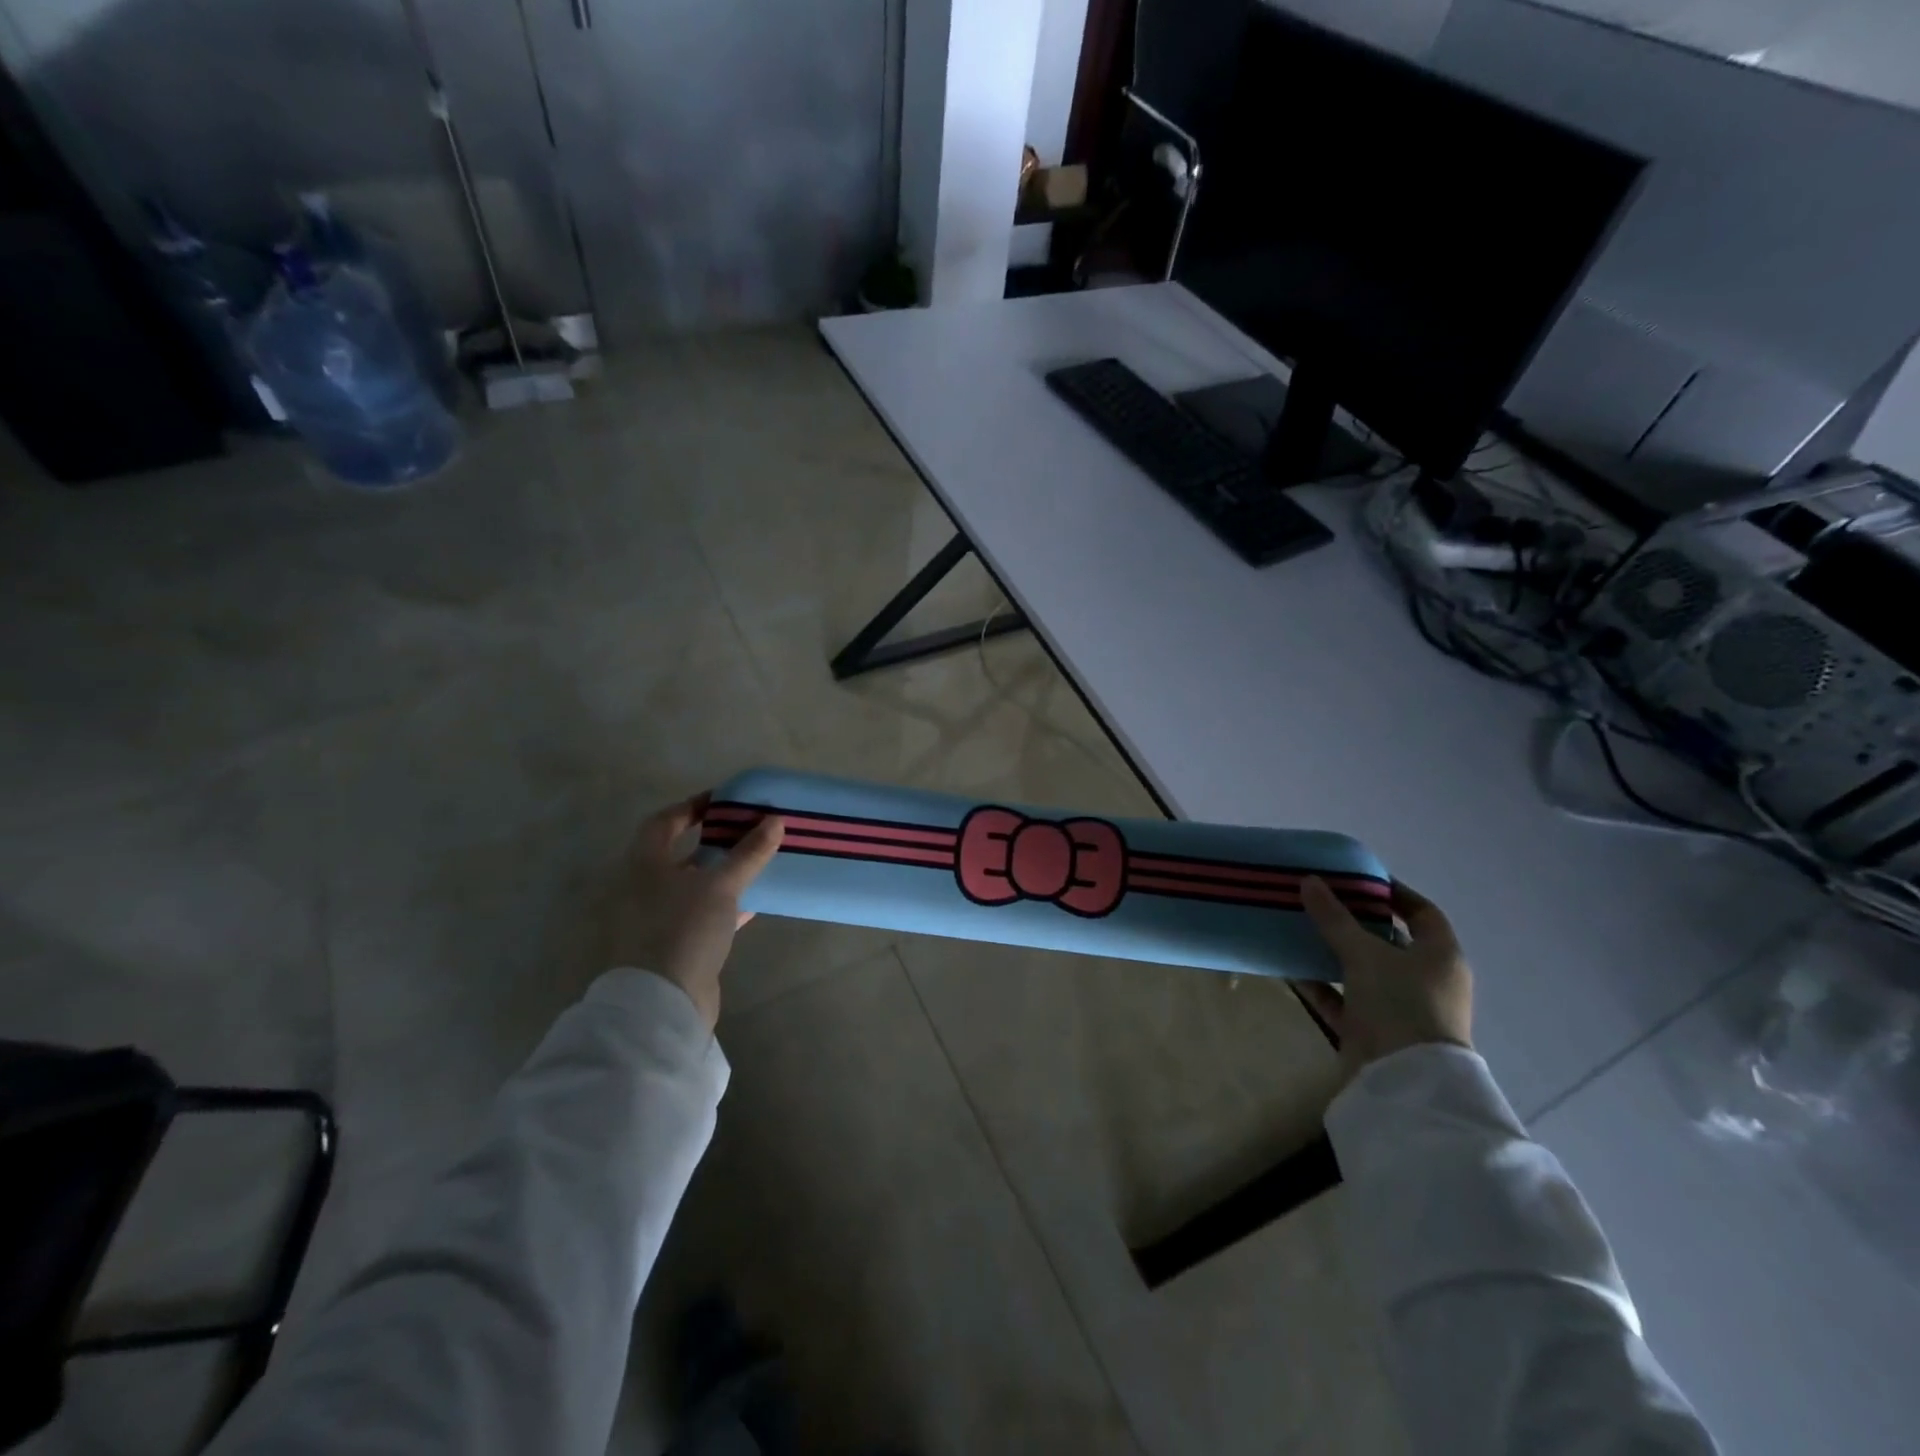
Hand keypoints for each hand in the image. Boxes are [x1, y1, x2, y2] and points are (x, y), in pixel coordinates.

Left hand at [608, 795, 783, 1029]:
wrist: (664, 1002)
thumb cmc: (684, 928)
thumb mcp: (721, 885)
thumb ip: (748, 853)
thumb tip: (775, 820)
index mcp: (644, 865)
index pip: (664, 822)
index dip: (692, 807)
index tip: (725, 801)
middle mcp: (644, 888)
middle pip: (680, 853)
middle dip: (713, 840)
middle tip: (747, 829)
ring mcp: (657, 919)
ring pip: (693, 885)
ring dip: (721, 872)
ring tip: (756, 861)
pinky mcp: (674, 945)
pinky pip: (702, 913)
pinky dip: (725, 904)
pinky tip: (753, 902)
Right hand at [1296, 878, 1472, 1077]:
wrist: (1403, 1082)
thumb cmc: (1400, 1004)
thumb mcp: (1364, 954)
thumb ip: (1334, 918)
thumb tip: (1309, 881)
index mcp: (1440, 956)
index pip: (1422, 912)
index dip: (1394, 893)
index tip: (1358, 879)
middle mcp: (1426, 980)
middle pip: (1389, 941)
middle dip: (1355, 921)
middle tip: (1321, 900)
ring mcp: (1400, 1007)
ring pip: (1364, 971)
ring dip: (1334, 953)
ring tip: (1300, 929)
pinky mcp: (1374, 1030)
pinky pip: (1344, 999)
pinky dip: (1321, 985)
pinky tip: (1291, 969)